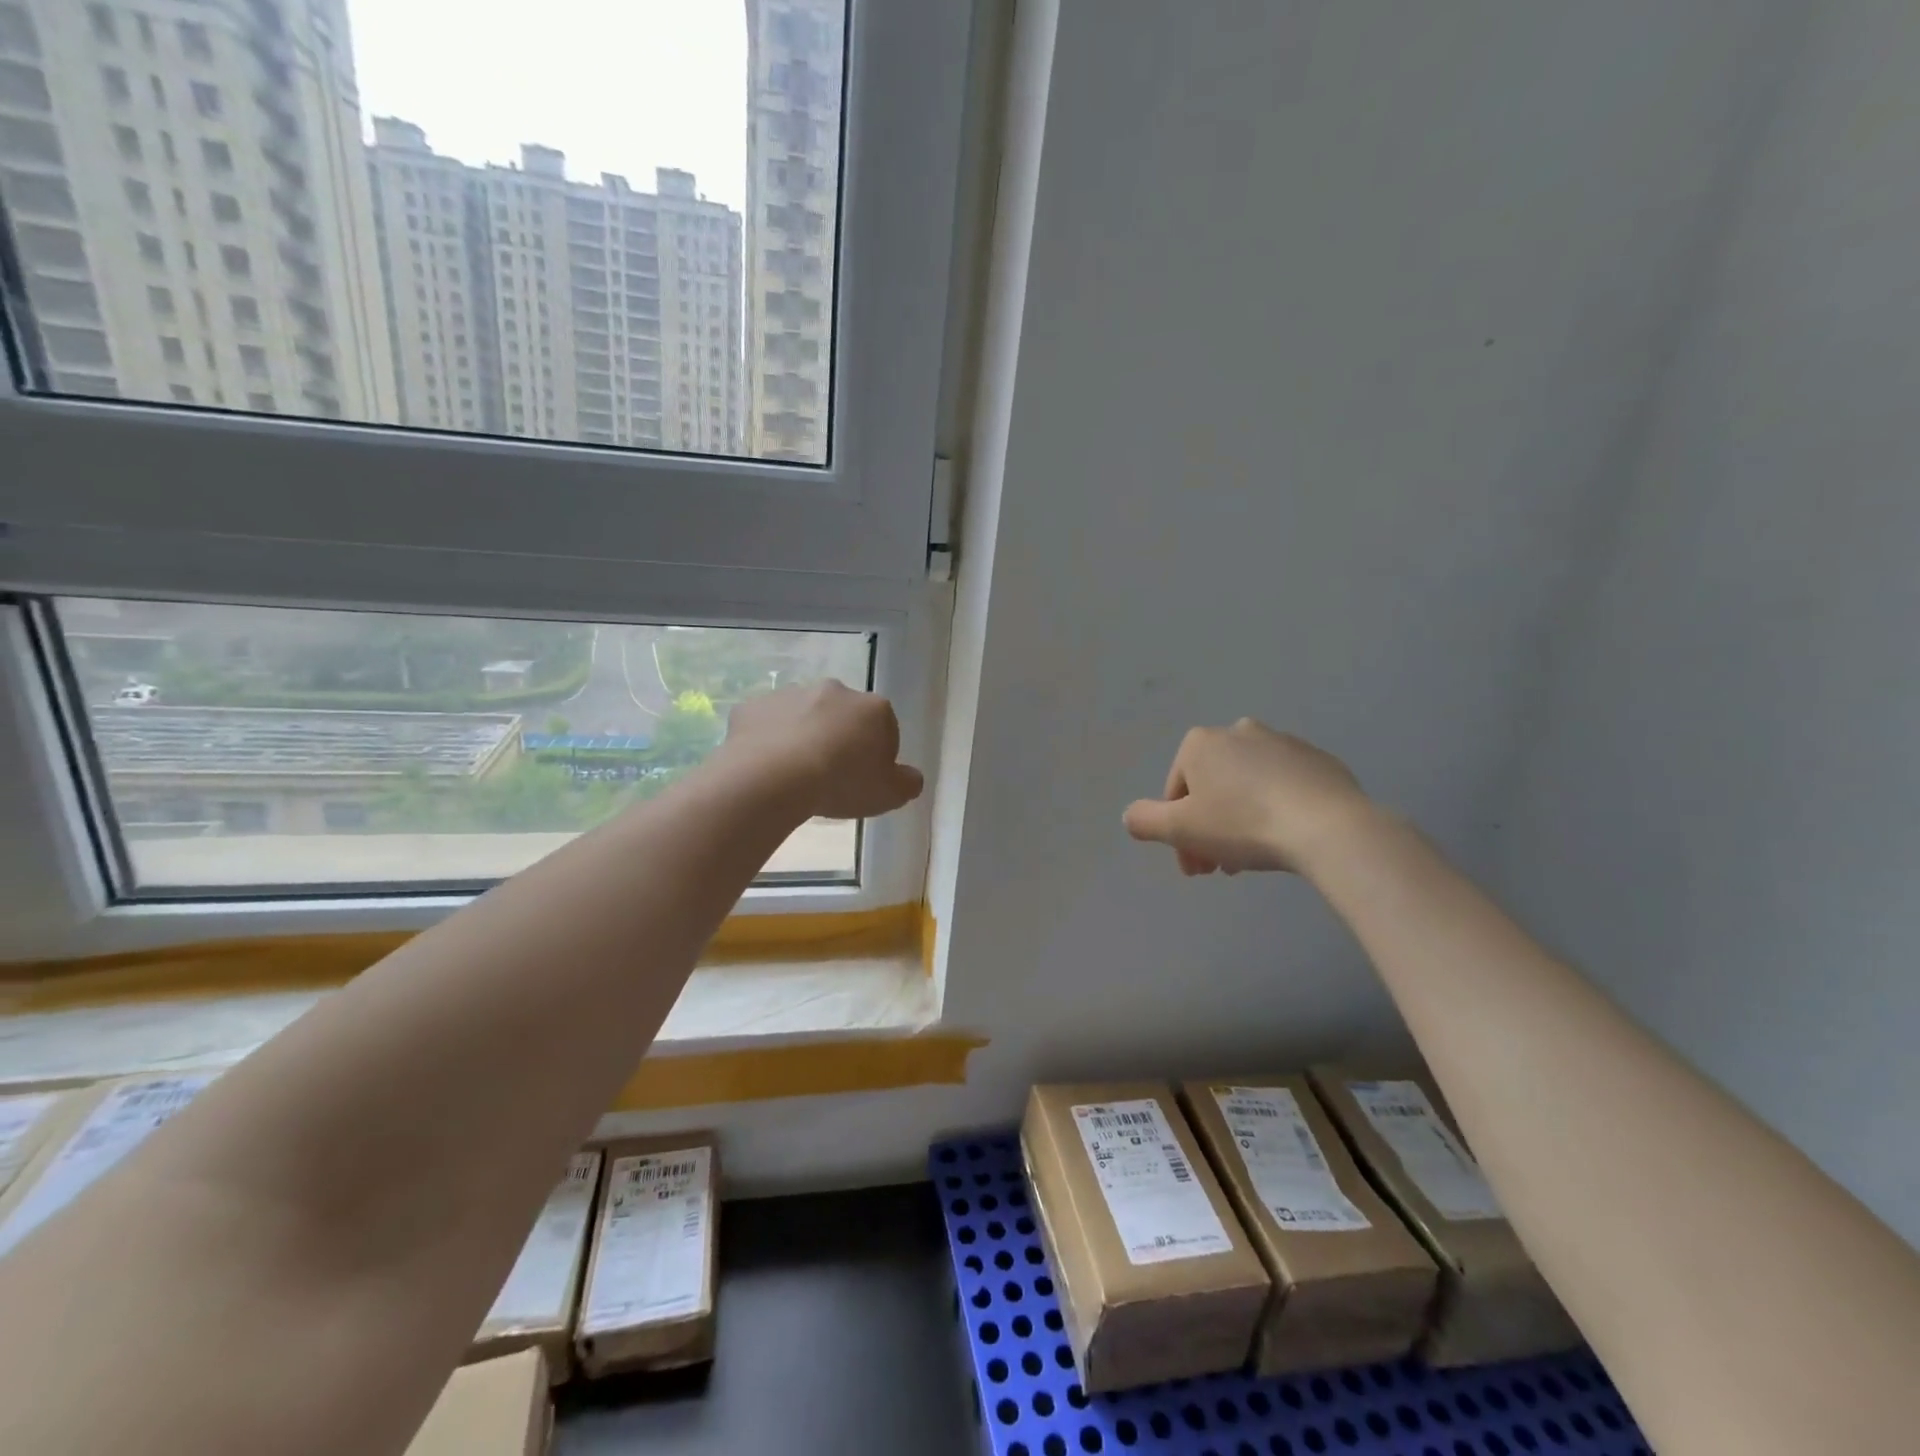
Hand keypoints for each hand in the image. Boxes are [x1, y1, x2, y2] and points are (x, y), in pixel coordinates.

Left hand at [723, 681, 924, 818]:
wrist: (772, 778)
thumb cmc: (841, 783)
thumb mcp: (889, 794)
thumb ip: (907, 783)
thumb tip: (910, 777)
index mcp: (873, 708)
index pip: (885, 728)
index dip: (877, 756)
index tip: (865, 780)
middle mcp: (834, 691)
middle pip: (843, 717)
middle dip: (840, 739)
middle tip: (831, 777)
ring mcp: (790, 694)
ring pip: (803, 717)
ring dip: (803, 738)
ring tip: (796, 776)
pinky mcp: (753, 706)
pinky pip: (767, 725)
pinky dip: (768, 741)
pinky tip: (767, 769)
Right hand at [1123, 719, 1375, 874]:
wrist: (1329, 827)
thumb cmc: (1243, 824)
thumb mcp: (1179, 829)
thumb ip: (1144, 821)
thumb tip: (1130, 816)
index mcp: (1200, 743)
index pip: (1175, 794)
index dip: (1178, 835)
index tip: (1195, 869)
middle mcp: (1238, 732)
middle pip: (1211, 789)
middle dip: (1209, 830)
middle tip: (1220, 869)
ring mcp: (1283, 743)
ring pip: (1247, 788)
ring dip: (1240, 822)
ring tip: (1252, 859)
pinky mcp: (1319, 760)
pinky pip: (1284, 788)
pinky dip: (1275, 810)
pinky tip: (1284, 839)